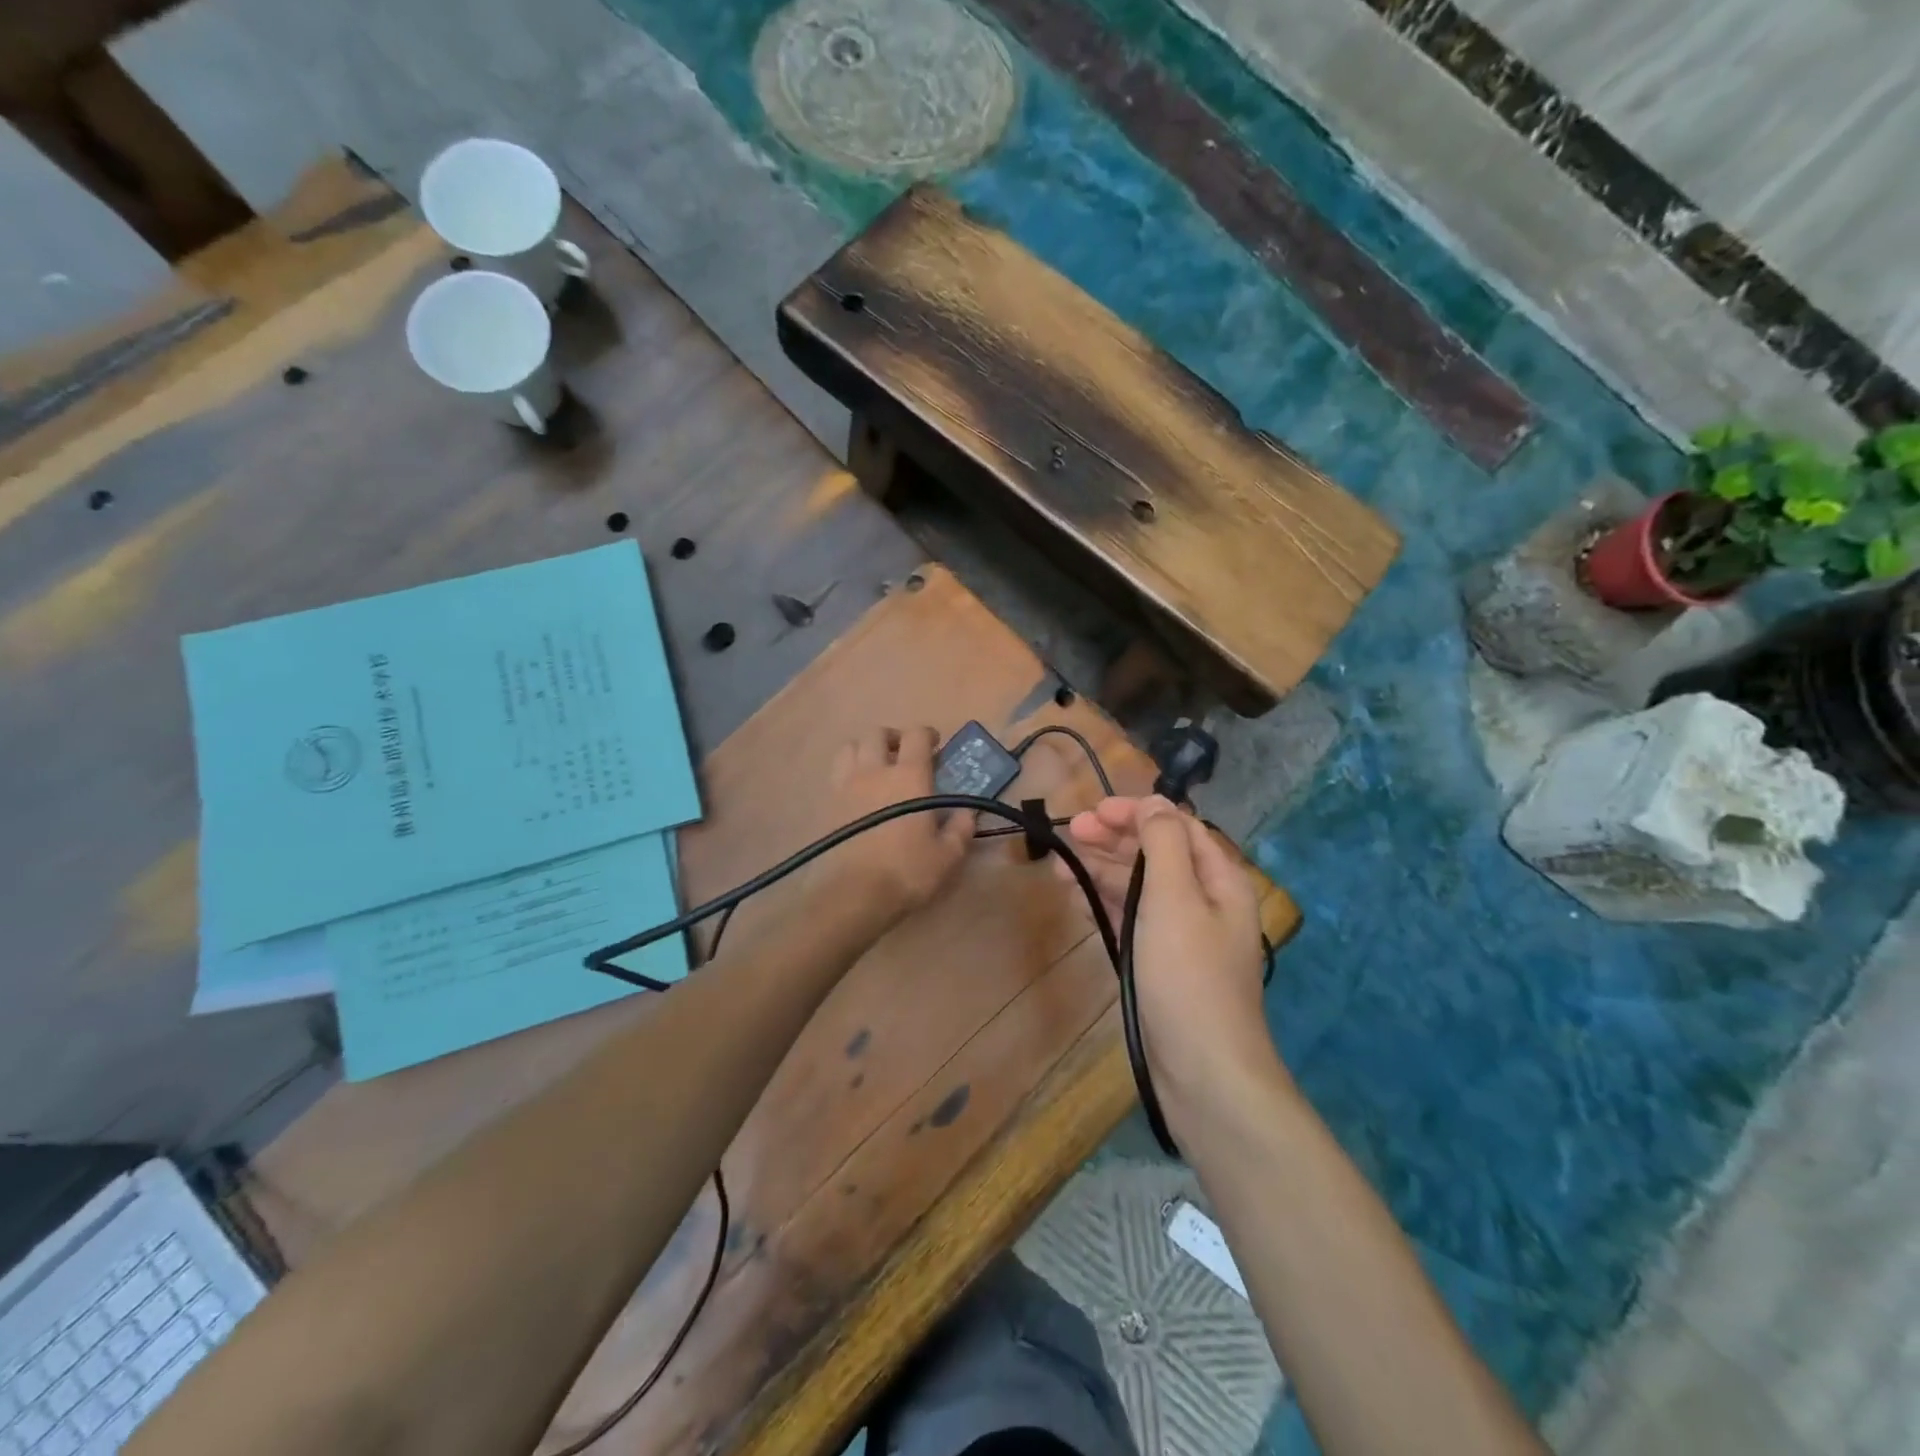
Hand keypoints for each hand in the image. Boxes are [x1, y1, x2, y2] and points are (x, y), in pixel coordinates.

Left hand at [812, 726, 975, 927]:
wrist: (854, 895)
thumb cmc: (907, 871)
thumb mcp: (947, 856)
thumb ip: (961, 829)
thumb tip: (967, 813)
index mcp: (909, 776)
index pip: (916, 735)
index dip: (927, 735)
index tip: (936, 746)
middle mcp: (875, 770)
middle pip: (877, 733)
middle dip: (893, 738)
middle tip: (904, 755)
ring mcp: (846, 785)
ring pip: (850, 747)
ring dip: (865, 750)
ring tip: (876, 768)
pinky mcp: (827, 804)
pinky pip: (836, 773)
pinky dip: (848, 772)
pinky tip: (858, 792)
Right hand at [1056, 797, 1281, 1108]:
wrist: (1202, 1071)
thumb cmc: (1188, 975)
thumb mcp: (1176, 897)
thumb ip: (1163, 842)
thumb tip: (1154, 803)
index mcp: (1219, 879)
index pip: (1177, 826)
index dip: (1136, 812)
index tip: (1092, 812)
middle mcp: (1204, 901)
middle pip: (1156, 854)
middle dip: (1114, 839)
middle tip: (1069, 833)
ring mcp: (1181, 935)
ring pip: (1139, 888)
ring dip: (1102, 872)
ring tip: (1060, 868)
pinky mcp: (1160, 964)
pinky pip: (1132, 921)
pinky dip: (1106, 906)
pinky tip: (1078, 901)